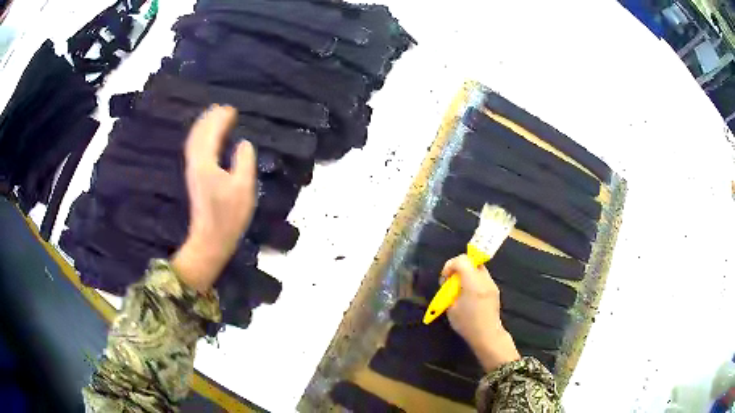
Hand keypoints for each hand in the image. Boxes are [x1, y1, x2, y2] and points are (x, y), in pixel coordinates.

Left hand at [172, 105, 256, 292]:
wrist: (210, 239)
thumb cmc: (229, 216)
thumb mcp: (243, 187)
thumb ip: (244, 161)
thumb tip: (243, 143)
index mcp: (206, 163)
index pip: (212, 133)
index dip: (221, 119)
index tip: (232, 109)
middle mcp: (196, 163)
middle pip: (199, 133)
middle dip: (210, 118)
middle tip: (223, 109)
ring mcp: (193, 171)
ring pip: (194, 141)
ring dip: (203, 126)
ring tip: (214, 118)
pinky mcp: (194, 178)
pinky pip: (194, 149)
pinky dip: (200, 138)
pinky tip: (206, 139)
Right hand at [443, 255, 519, 371]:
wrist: (488, 335)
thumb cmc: (467, 323)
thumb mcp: (451, 308)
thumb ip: (450, 291)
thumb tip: (449, 284)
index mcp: (472, 282)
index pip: (462, 260)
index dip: (450, 265)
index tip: (445, 278)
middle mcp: (484, 279)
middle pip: (471, 261)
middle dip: (459, 267)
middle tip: (452, 282)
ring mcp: (492, 284)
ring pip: (478, 268)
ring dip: (467, 273)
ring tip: (460, 289)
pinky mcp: (495, 290)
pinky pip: (482, 278)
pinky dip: (474, 280)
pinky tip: (470, 295)